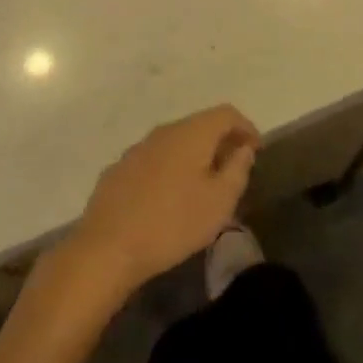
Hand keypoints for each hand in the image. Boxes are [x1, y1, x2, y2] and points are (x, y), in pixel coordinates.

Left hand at [67, 106, 259, 297]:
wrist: (107, 248)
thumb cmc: (173, 223)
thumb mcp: (219, 202)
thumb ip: (237, 169)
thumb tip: (243, 148)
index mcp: (191, 133)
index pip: (226, 113)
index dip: (246, 127)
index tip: (255, 151)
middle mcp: (164, 131)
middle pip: (199, 125)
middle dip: (220, 142)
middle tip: (232, 169)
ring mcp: (137, 149)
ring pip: (175, 142)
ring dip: (193, 156)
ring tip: (202, 185)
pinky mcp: (118, 170)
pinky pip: (154, 160)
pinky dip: (169, 169)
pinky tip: (168, 197)